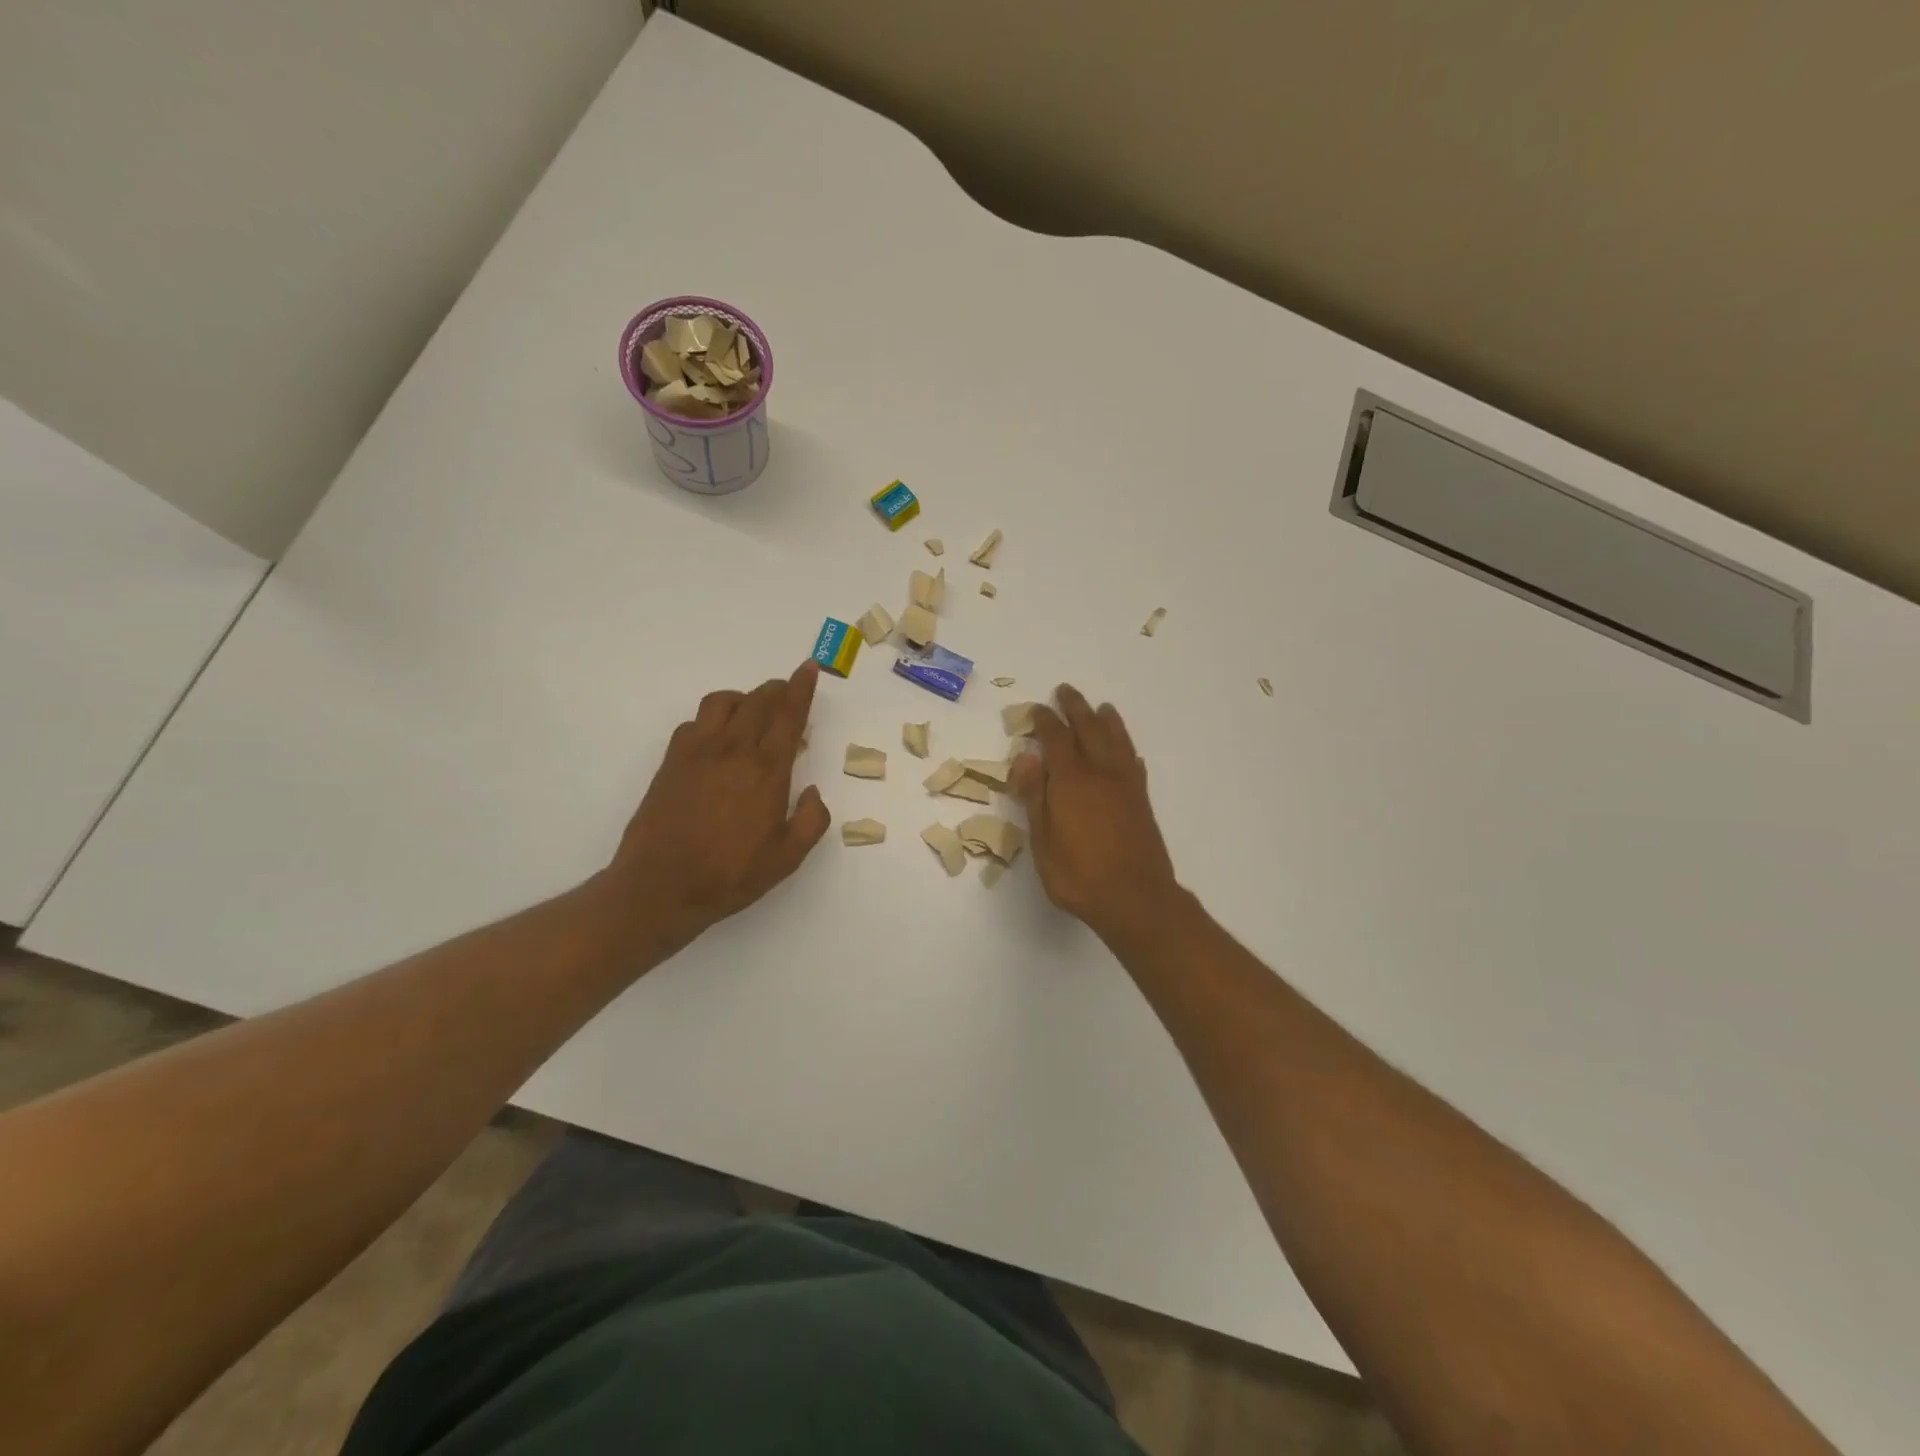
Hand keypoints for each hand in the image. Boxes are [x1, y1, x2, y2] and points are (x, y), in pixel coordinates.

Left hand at [600, 662, 830, 956]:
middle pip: (757, 700)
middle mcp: (732, 750)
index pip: (788, 716)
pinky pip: (694, 723)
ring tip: (752, 713)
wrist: (659, 887)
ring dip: (743, 698)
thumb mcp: (787, 858)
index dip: (801, 689)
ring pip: (721, 702)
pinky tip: (717, 740)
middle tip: (788, 693)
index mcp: (766, 771)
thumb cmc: (730, 875)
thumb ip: (811, 820)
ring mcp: (696, 752)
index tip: (808, 668)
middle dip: (777, 689)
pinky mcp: (671, 762)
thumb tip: (812, 792)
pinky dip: (712, 720)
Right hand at [1011, 684, 1179, 942]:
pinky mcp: (1142, 800)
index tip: (1037, 709)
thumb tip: (1025, 757)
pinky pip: (1134, 763)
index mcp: (1071, 780)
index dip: (1045, 721)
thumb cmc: (1079, 875)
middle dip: (1076, 708)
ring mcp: (1126, 785)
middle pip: (1089, 729)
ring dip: (1106, 720)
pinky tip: (1126, 752)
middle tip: (1066, 691)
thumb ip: (1035, 796)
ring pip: (1117, 740)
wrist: (1136, 899)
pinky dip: (1127, 750)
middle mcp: (1101, 773)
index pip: (1056, 739)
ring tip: (1101, 708)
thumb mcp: (1042, 841)